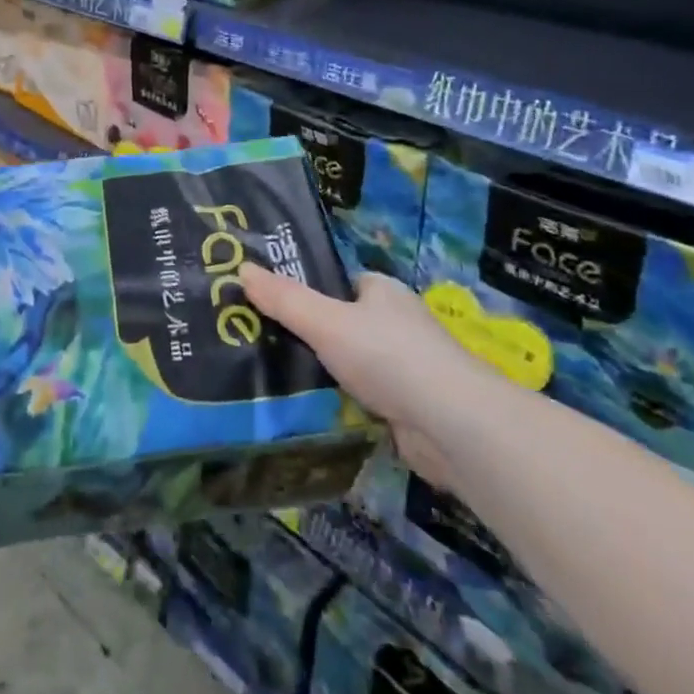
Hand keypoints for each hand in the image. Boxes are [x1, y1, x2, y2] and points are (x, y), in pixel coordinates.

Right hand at [240, 265, 476, 493]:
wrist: (451, 426)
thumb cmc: (388, 356)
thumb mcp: (326, 322)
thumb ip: (284, 300)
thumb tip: (242, 268)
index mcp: (382, 292)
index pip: (341, 285)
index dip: (310, 292)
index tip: (270, 305)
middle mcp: (397, 324)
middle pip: (344, 325)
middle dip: (312, 337)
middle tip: (262, 344)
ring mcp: (405, 368)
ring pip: (352, 365)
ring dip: (325, 375)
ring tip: (273, 379)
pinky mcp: (407, 408)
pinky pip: (362, 399)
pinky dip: (342, 406)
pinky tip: (308, 413)